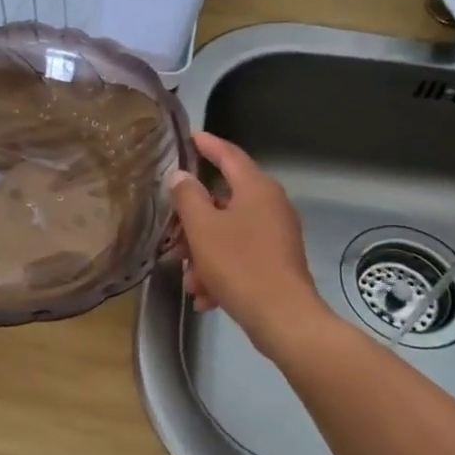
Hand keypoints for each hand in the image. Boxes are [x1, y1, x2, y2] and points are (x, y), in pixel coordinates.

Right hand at [167, 132, 329, 355]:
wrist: (282, 318)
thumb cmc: (240, 264)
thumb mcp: (203, 228)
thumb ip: (188, 197)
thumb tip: (181, 177)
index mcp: (257, 188)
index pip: (229, 155)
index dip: (208, 144)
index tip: (190, 137)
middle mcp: (271, 205)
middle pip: (224, 199)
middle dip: (194, 220)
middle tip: (171, 232)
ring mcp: (276, 234)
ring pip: (229, 232)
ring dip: (204, 252)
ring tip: (189, 278)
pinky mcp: (277, 261)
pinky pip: (241, 255)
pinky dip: (220, 269)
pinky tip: (206, 296)